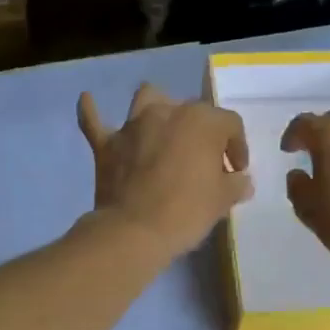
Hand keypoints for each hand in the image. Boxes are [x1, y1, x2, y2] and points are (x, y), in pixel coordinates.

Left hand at [77, 84, 252, 258]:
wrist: (135, 231)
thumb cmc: (186, 212)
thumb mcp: (221, 201)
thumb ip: (234, 185)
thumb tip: (240, 180)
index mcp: (202, 121)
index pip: (230, 124)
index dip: (237, 147)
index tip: (236, 171)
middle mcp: (167, 112)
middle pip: (192, 110)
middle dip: (202, 132)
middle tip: (204, 162)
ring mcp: (133, 126)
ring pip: (148, 98)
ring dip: (157, 107)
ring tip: (162, 126)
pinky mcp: (106, 144)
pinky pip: (94, 121)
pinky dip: (92, 111)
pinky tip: (88, 101)